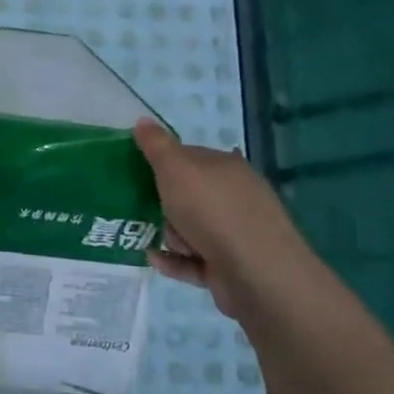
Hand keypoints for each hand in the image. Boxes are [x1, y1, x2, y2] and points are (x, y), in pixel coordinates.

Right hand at [133, 118, 319, 319]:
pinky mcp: (229, 267)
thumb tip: (142, 120)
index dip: (162, 163)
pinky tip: (153, 258)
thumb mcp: (176, 168)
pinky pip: (192, 261)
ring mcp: (235, 234)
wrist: (256, 273)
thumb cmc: (212, 210)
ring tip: (155, 238)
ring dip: (169, 234)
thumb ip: (157, 145)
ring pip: (189, 229)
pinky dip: (173, 260)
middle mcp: (235, 197)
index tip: (137, 173)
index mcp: (226, 167)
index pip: (189, 156)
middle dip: (164, 203)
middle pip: (188, 195)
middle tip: (143, 208)